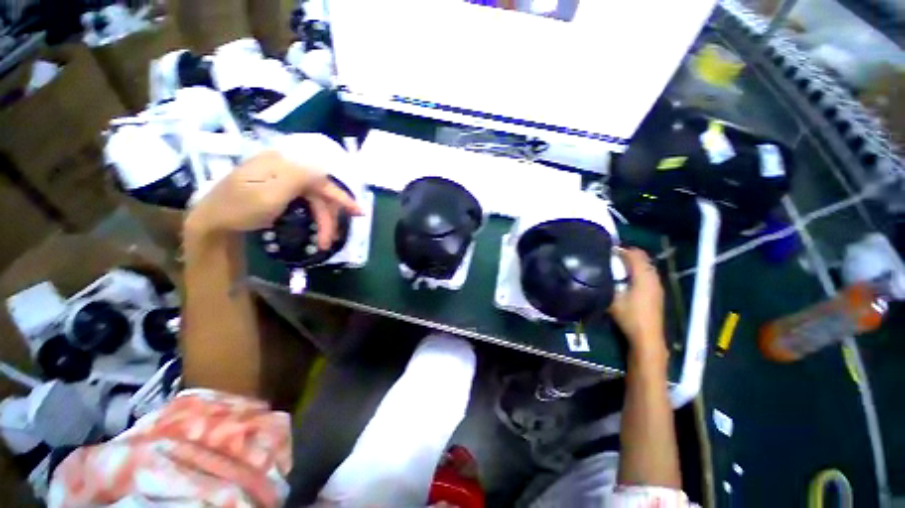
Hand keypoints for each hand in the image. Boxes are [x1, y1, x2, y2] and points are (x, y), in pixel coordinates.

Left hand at [185, 150, 361, 247]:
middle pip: (319, 191)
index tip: (358, 212)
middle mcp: (285, 168)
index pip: (321, 178)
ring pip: (313, 199)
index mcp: (283, 164)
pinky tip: (314, 228)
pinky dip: (312, 216)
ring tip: (323, 242)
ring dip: (321, 221)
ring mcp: (281, 180)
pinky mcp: (278, 190)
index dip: (341, 196)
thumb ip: (299, 177)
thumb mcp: (269, 194)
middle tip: (330, 239)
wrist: (211, 223)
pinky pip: (304, 201)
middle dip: (328, 217)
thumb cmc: (239, 209)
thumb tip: (325, 167)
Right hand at [609, 248, 665, 359]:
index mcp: (643, 277)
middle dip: (628, 254)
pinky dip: (638, 271)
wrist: (647, 337)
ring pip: (646, 266)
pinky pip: (648, 274)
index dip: (622, 250)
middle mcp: (653, 278)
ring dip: (633, 263)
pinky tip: (627, 279)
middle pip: (643, 258)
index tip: (607, 250)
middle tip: (611, 257)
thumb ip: (605, 284)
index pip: (635, 255)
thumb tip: (596, 273)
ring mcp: (657, 286)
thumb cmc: (629, 316)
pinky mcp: (657, 293)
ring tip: (617, 266)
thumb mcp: (612, 299)